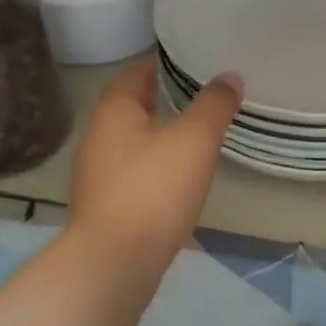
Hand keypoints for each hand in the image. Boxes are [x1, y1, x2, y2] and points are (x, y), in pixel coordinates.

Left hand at [69, 57, 241, 268]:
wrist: (115, 263)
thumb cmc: (154, 190)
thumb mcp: (194, 140)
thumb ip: (214, 106)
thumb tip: (229, 77)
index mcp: (113, 113)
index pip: (134, 74)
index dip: (159, 65)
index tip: (186, 61)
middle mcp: (97, 139)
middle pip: (130, 110)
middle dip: (159, 101)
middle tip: (197, 97)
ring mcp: (96, 177)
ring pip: (131, 146)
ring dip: (157, 139)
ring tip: (192, 139)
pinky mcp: (104, 210)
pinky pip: (132, 178)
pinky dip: (153, 172)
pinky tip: (176, 184)